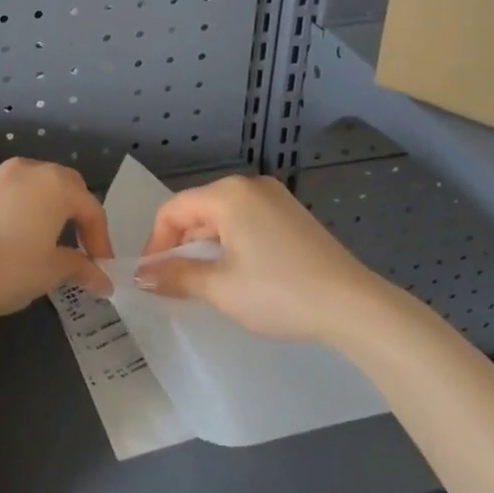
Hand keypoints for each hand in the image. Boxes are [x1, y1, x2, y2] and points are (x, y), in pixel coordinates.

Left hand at [0, 158, 113, 325]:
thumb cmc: (7, 269)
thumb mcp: (50, 272)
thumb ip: (80, 269)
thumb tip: (103, 280)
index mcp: (53, 185)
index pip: (89, 207)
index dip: (100, 238)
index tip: (101, 266)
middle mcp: (24, 170)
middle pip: (61, 184)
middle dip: (74, 212)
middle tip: (77, 243)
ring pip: (26, 186)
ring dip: (40, 208)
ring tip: (39, 239)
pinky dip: (10, 212)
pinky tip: (2, 240)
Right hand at [135, 174, 376, 341]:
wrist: (352, 306)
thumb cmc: (278, 292)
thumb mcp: (219, 287)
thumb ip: (176, 276)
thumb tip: (141, 276)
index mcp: (228, 194)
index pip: (173, 210)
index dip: (156, 243)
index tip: (152, 278)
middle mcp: (250, 186)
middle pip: (198, 210)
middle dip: (181, 246)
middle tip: (175, 285)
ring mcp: (276, 199)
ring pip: (224, 218)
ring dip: (206, 248)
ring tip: (203, 284)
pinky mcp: (293, 216)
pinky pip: (247, 222)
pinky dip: (232, 244)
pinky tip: (237, 275)